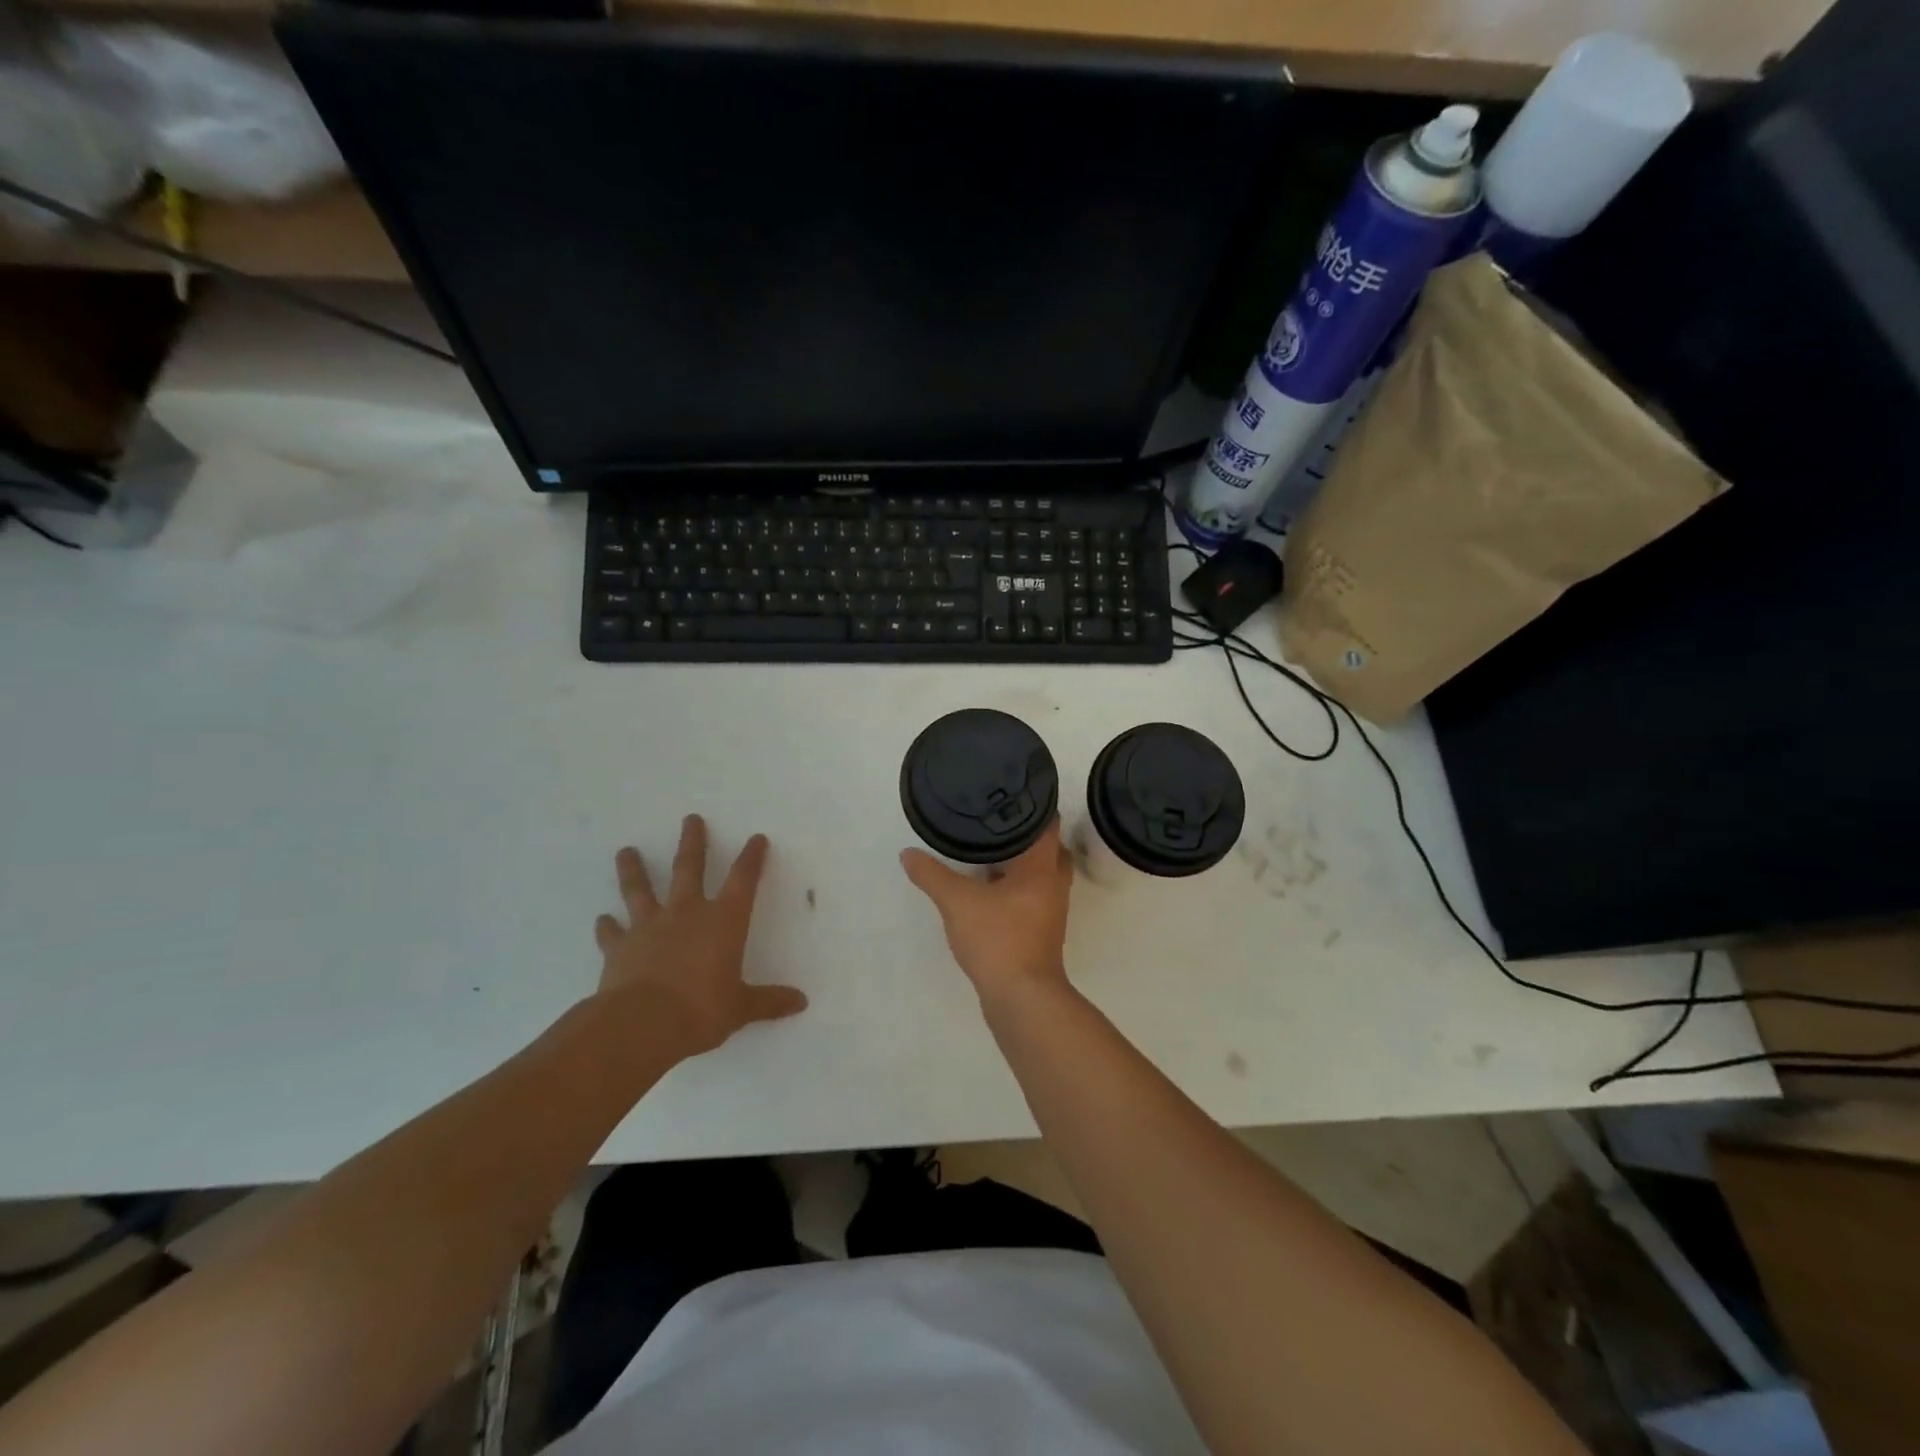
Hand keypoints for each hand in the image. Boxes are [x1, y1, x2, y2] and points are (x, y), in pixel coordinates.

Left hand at [595, 815, 807, 1056]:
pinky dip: (607, 926)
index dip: (751, 858)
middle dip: (693, 842)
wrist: (641, 1025)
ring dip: (634, 869)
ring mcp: (649, 927)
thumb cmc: (700, 1010)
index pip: (743, 880)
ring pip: (640, 890)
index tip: (756, 839)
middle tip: (690, 819)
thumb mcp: (740, 1008)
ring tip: (626, 851)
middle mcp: (687, 914)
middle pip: (689, 868)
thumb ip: (768, 1002)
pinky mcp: (619, 948)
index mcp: (723, 921)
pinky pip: (612, 933)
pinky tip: (603, 920)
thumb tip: (801, 1002)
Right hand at [901, 820, 1074, 1004]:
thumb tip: (908, 854)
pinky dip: (1016, 886)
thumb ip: (932, 875)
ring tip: (989, 849)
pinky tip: (989, 888)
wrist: (1021, 997)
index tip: (1011, 791)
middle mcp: (1054, 883)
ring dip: (1021, 863)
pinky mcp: (1041, 931)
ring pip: (1041, 874)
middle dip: (1026, 834)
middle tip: (997, 820)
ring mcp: (1050, 910)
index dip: (1034, 803)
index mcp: (1042, 867)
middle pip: (1048, 848)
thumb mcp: (957, 902)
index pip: (1048, 822)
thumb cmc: (998, 938)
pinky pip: (1032, 896)